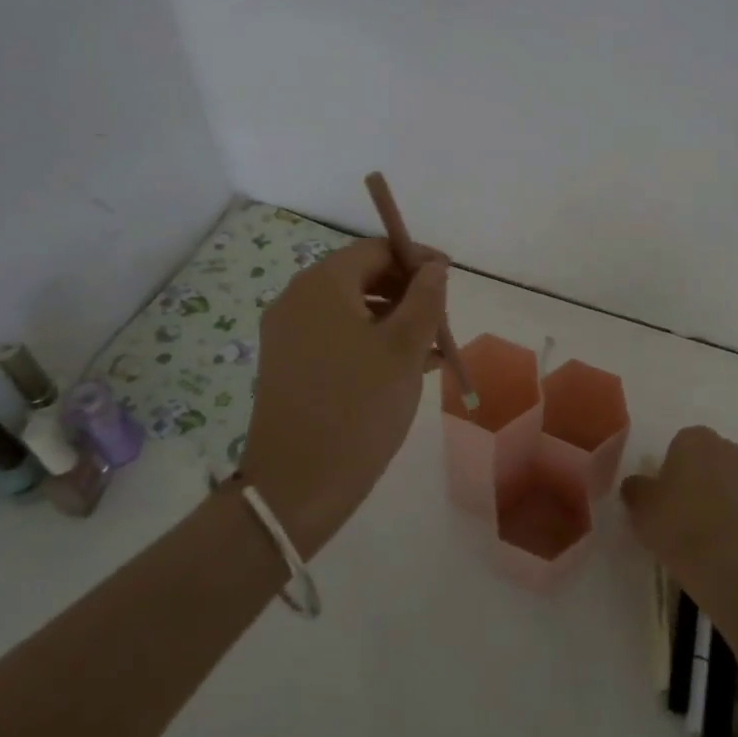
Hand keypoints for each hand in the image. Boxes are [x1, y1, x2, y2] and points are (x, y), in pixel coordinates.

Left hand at [237, 238, 447, 556]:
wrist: (296, 487)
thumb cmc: (358, 407)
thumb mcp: (405, 348)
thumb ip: (426, 298)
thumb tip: (434, 267)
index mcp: (322, 285)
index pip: (375, 249)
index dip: (416, 258)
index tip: (450, 280)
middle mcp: (297, 299)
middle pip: (361, 276)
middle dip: (406, 291)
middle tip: (441, 319)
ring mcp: (287, 333)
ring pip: (351, 309)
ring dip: (393, 319)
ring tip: (431, 349)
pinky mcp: (288, 364)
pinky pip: (336, 336)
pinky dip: (370, 341)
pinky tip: (403, 368)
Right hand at [620, 426, 737, 604]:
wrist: (733, 568)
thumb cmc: (679, 526)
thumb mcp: (641, 507)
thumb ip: (635, 489)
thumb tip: (636, 484)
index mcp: (695, 439)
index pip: (678, 444)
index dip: (667, 469)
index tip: (661, 496)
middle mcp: (727, 449)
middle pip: (704, 460)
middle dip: (693, 479)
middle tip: (676, 512)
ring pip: (724, 483)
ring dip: (714, 498)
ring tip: (698, 533)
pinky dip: (731, 518)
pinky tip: (719, 544)